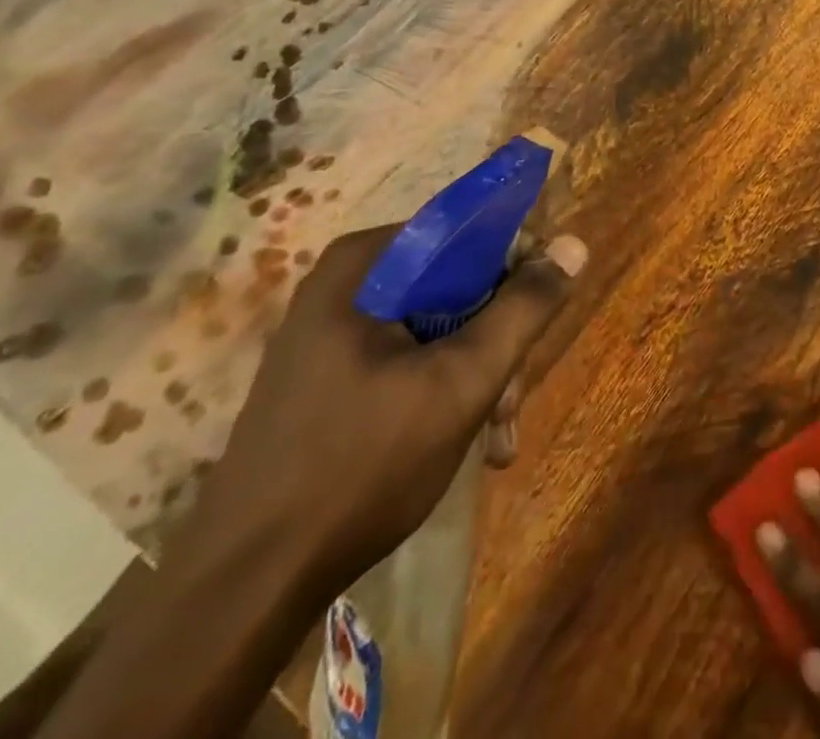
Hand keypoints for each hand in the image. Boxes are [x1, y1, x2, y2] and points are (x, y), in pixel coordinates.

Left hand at [191, 224, 587, 600]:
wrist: (244, 589)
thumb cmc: (360, 467)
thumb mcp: (463, 382)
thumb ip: (524, 309)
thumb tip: (574, 243)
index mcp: (366, 264)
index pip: (470, 230)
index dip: (518, 266)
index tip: (540, 316)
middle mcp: (347, 283)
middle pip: (458, 282)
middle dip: (497, 340)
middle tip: (511, 400)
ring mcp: (334, 330)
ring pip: (440, 324)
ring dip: (480, 374)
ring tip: (497, 436)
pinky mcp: (330, 374)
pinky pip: (410, 357)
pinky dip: (446, 391)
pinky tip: (471, 444)